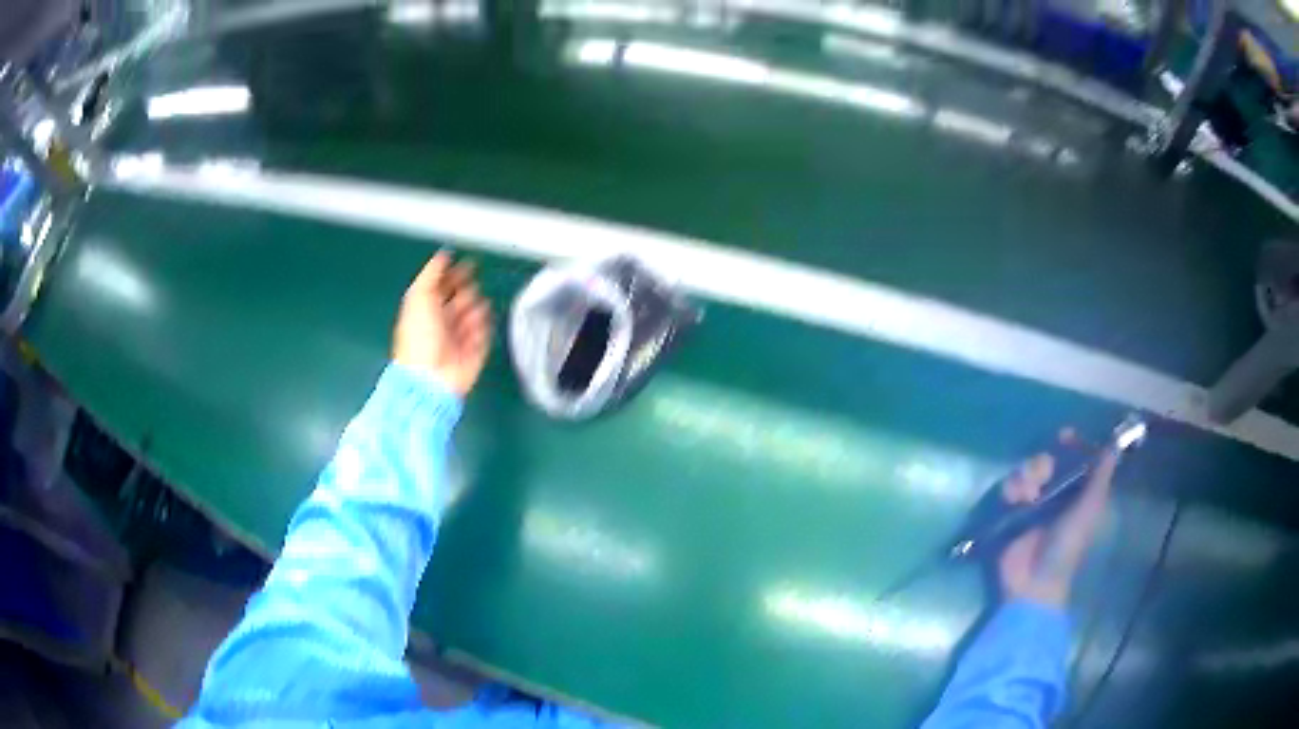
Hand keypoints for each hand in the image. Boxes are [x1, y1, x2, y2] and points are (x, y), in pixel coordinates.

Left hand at [393, 252, 491, 397]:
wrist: (431, 377)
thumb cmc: (419, 338)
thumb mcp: (418, 297)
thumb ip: (431, 274)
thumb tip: (443, 255)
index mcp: (425, 309)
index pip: (442, 286)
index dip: (453, 273)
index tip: (465, 263)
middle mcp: (442, 322)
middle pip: (461, 297)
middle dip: (467, 290)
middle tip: (468, 290)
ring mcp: (459, 337)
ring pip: (475, 313)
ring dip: (475, 308)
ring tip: (471, 312)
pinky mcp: (474, 351)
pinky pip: (484, 333)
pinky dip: (482, 328)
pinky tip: (476, 328)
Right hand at [997, 429, 1117, 607]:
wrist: (1033, 580)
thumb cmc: (1066, 546)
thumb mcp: (1088, 511)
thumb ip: (1100, 479)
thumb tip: (1114, 446)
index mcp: (1078, 494)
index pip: (1077, 460)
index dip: (1073, 446)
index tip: (1064, 436)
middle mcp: (1056, 495)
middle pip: (1049, 461)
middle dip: (1043, 462)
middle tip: (1043, 473)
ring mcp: (1032, 504)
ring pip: (1028, 471)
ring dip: (1026, 476)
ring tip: (1027, 495)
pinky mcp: (1012, 512)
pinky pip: (1010, 487)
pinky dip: (1012, 490)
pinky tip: (1016, 502)